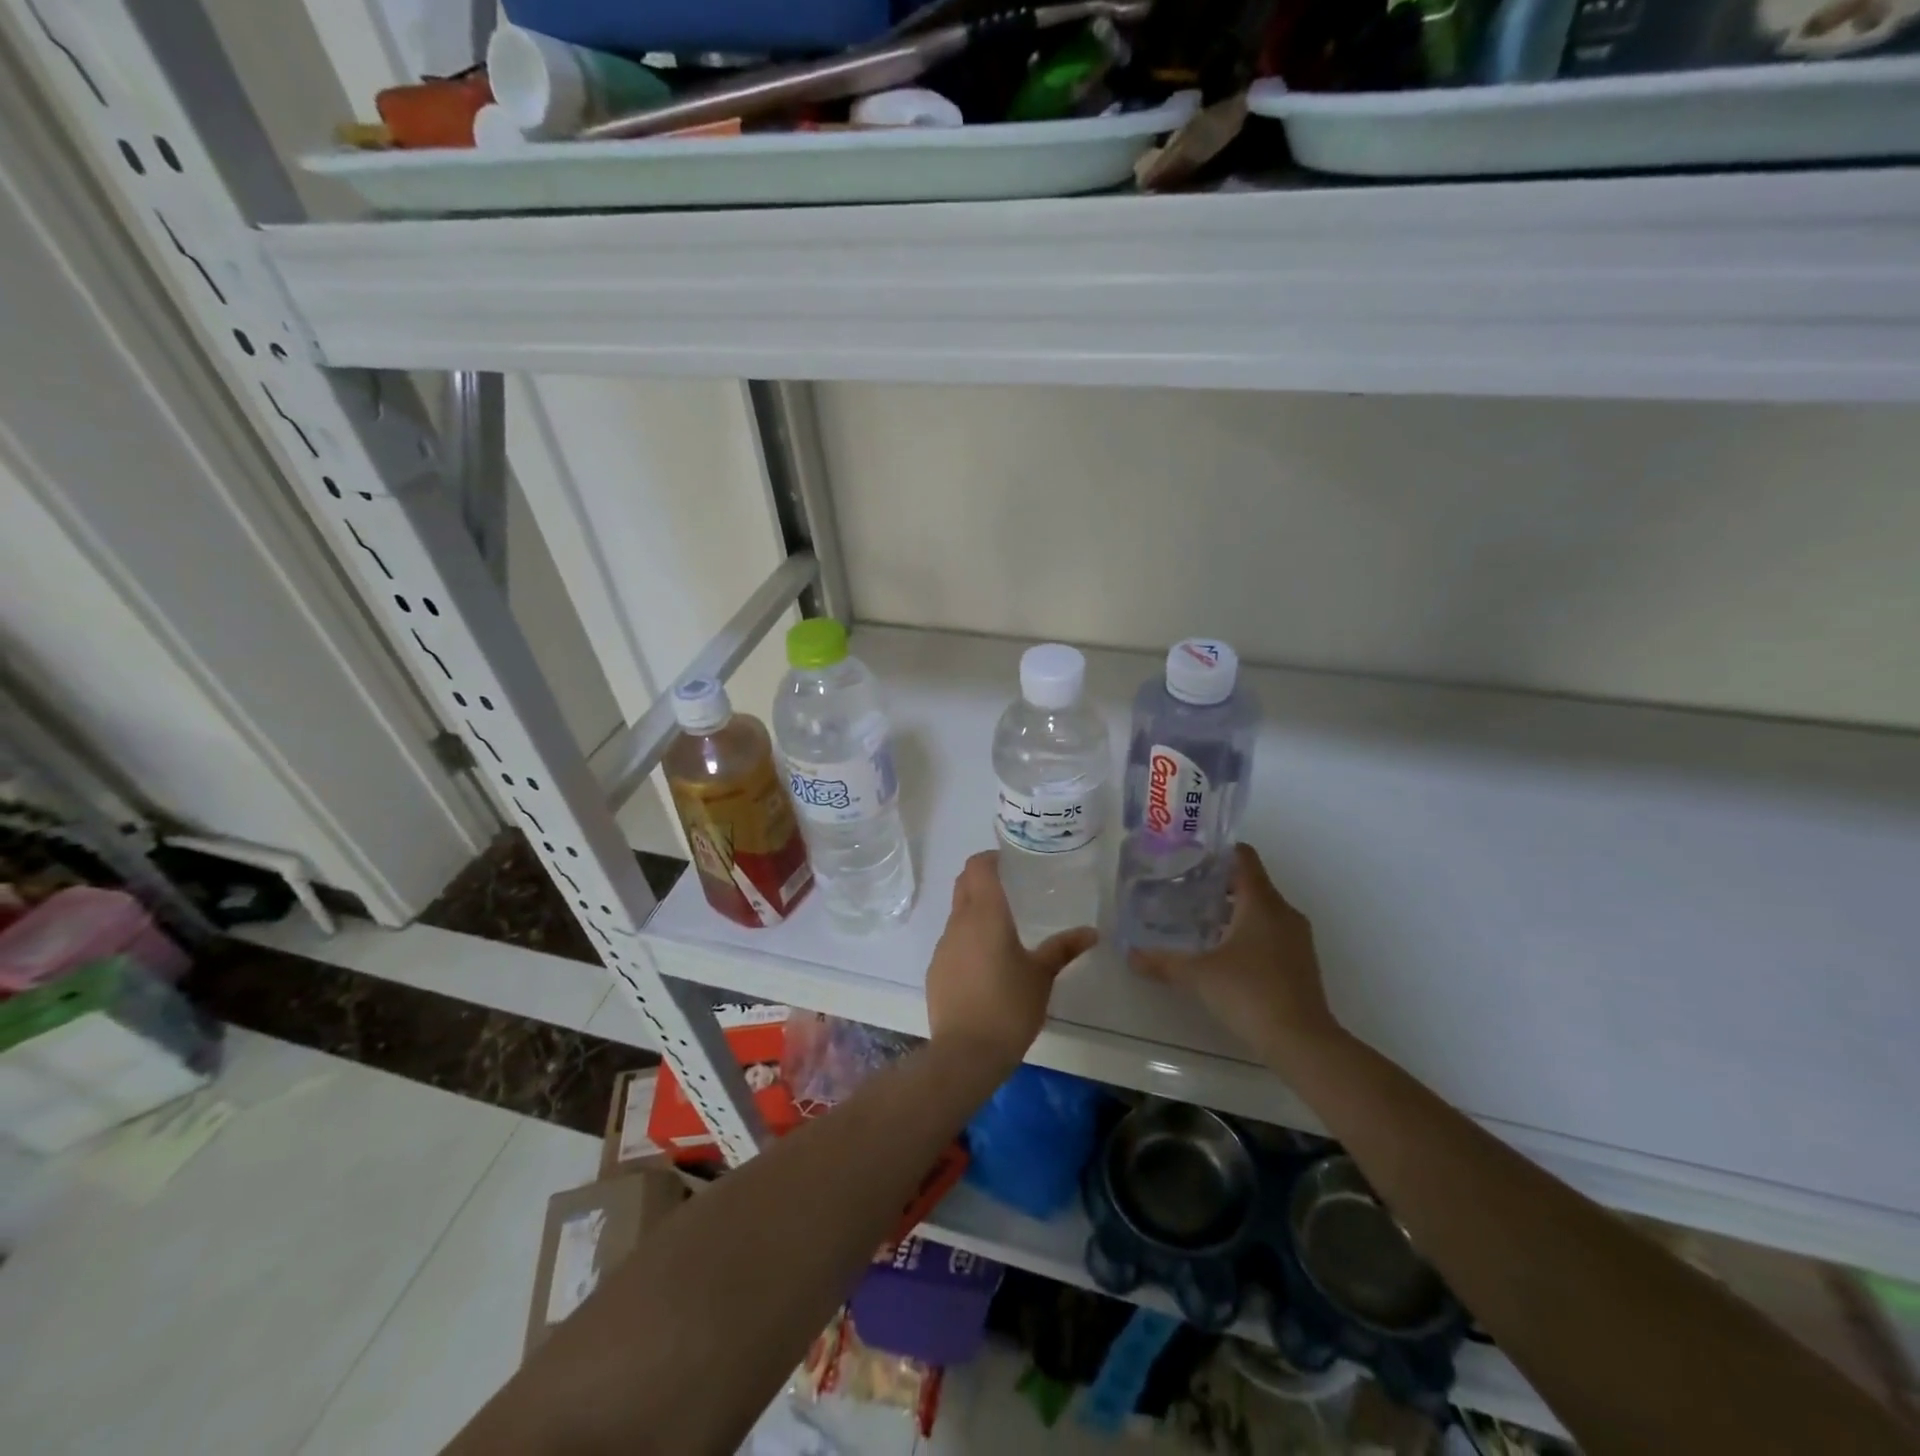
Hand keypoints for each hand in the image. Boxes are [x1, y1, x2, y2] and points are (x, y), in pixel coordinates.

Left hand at [925, 851, 1096, 1070]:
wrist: (966, 1052)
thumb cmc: (1009, 1005)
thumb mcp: (1042, 976)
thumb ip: (1063, 948)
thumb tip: (1091, 932)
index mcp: (985, 914)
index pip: (977, 866)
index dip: (990, 858)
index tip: (1010, 862)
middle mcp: (959, 922)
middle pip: (963, 884)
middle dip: (982, 879)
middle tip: (1011, 888)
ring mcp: (943, 946)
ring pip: (957, 914)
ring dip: (975, 911)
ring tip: (1003, 929)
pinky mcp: (936, 970)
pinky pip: (952, 942)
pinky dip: (968, 940)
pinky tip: (986, 964)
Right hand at [1129, 844, 1341, 1064]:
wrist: (1303, 1043)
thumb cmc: (1250, 994)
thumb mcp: (1198, 975)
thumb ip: (1163, 961)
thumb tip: (1130, 954)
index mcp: (1262, 902)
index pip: (1244, 857)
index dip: (1218, 851)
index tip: (1190, 856)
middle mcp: (1284, 912)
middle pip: (1251, 882)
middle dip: (1218, 883)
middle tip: (1183, 890)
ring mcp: (1297, 938)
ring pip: (1262, 909)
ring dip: (1233, 910)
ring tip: (1198, 920)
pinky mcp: (1301, 962)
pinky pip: (1271, 931)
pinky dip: (1247, 932)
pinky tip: (1223, 952)